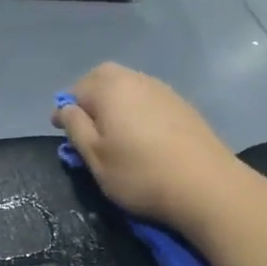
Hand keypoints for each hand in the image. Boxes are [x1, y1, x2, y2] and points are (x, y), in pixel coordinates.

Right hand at [52, 63, 243, 228]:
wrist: (206, 186)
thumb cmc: (139, 174)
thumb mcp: (95, 157)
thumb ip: (76, 128)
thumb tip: (66, 108)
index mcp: (110, 88)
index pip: (76, 89)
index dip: (65, 109)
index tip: (60, 131)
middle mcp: (137, 79)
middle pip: (105, 79)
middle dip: (91, 98)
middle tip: (86, 127)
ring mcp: (164, 91)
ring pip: (130, 88)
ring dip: (116, 104)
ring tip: (113, 133)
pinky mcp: (184, 107)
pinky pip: (150, 101)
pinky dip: (138, 112)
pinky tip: (142, 136)